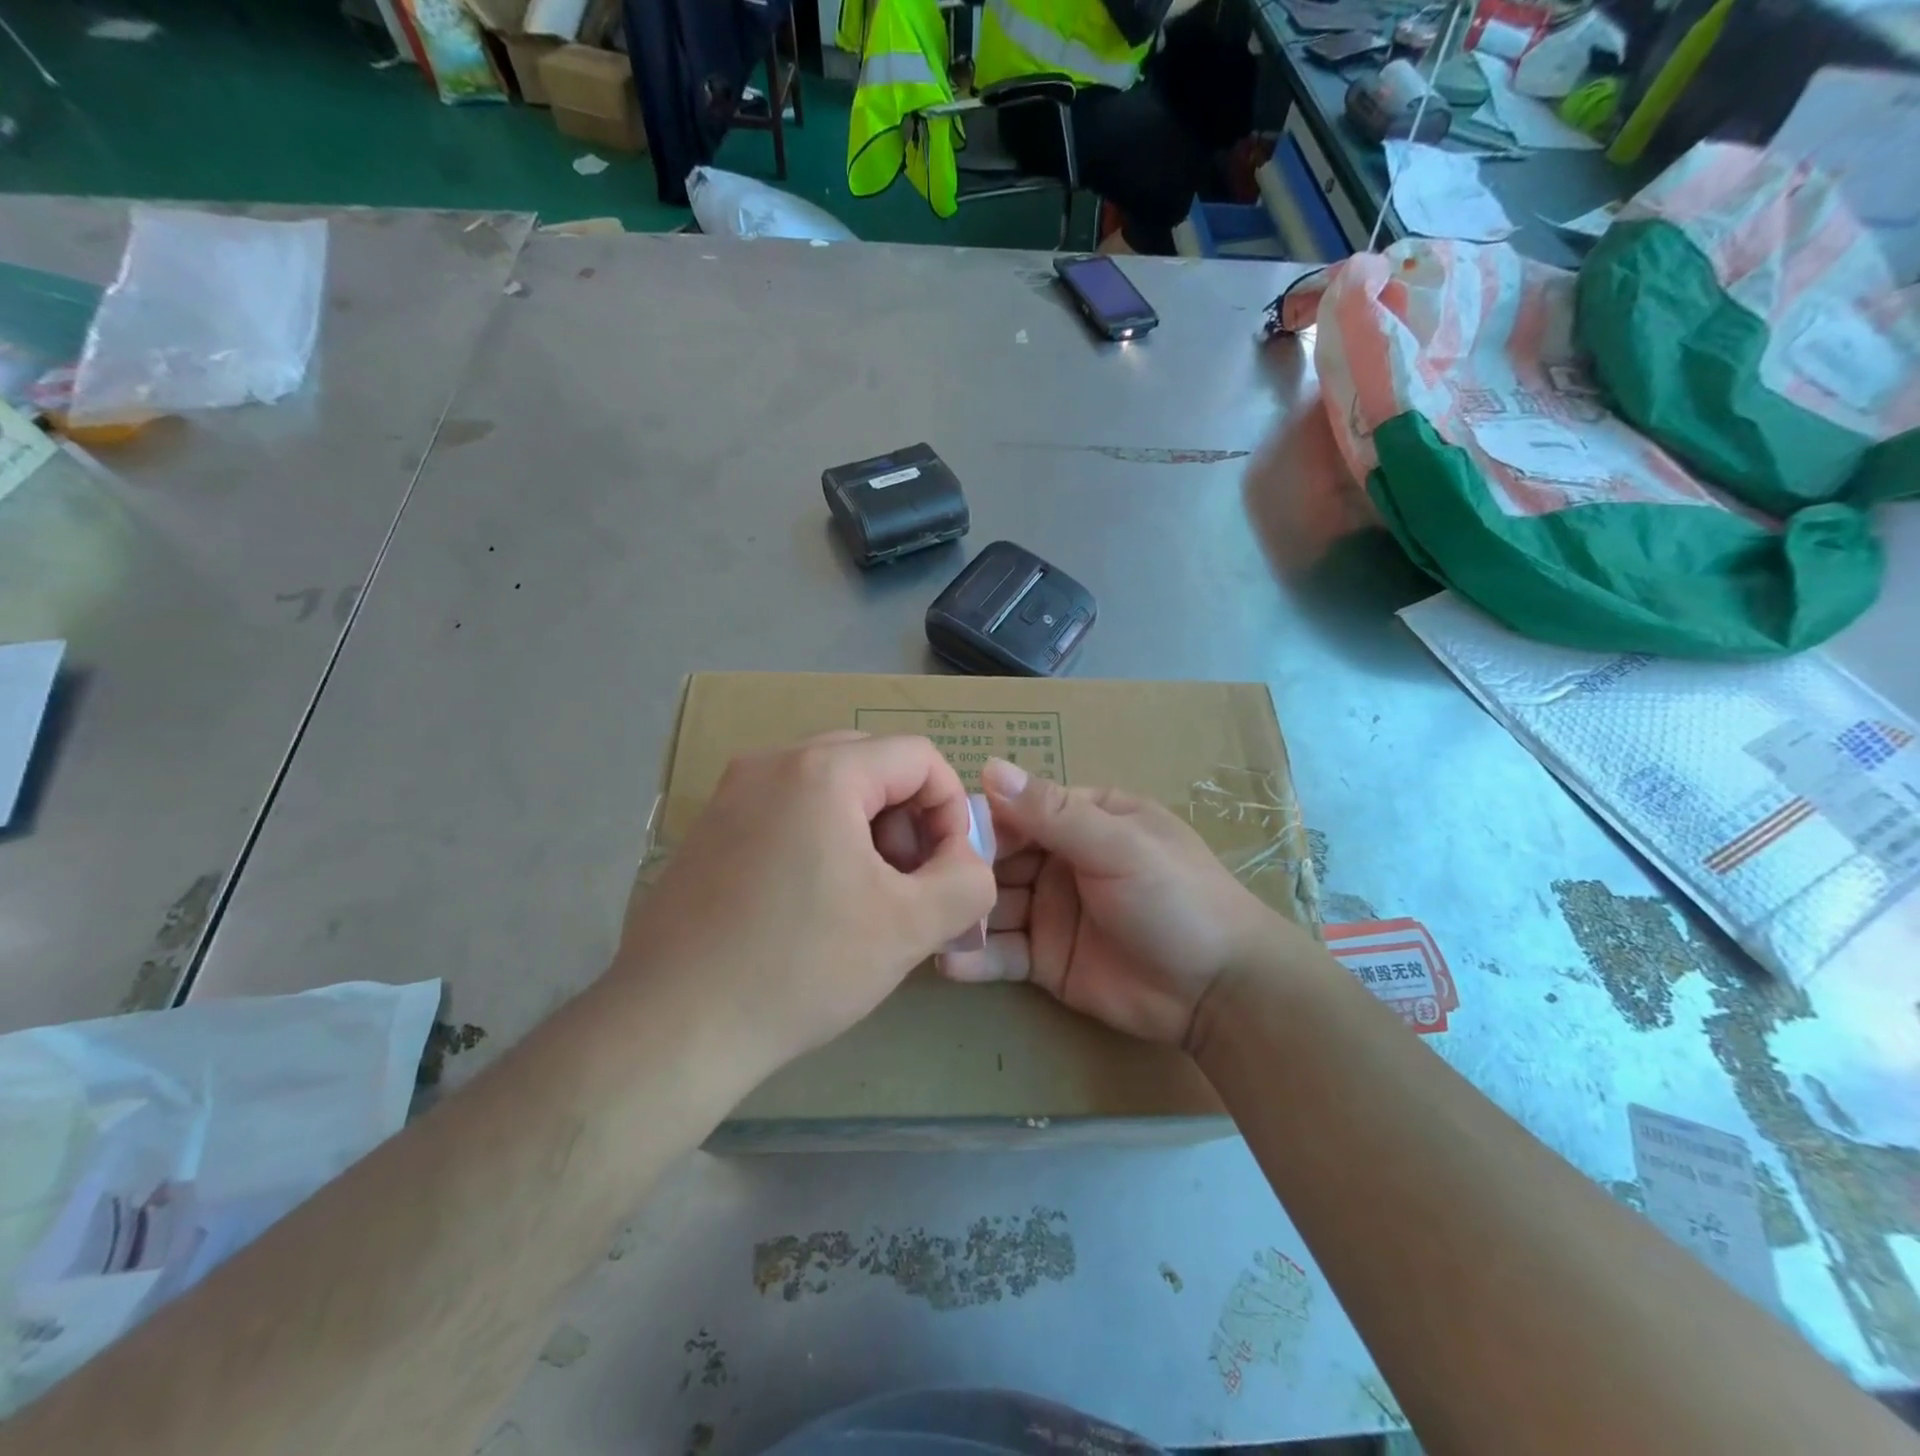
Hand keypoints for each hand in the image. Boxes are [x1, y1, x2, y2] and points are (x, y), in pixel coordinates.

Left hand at [617, 733, 996, 1077]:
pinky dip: (822, 839)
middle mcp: (771, 763)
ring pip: (829, 787)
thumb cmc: (801, 967)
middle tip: (908, 884)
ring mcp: (731, 794)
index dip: (951, 810)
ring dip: (867, 830)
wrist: (673, 1027)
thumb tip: (970, 863)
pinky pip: (787, 810)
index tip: (948, 870)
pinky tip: (815, 904)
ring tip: (866, 898)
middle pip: (873, 765)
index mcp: (821, 770)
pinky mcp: (709, 830)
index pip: (919, 757)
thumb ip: (968, 882)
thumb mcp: (910, 927)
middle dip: (908, 820)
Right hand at [940, 758, 1303, 1048]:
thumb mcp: (1118, 846)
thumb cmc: (1175, 898)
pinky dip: (975, 958)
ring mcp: (1051, 911)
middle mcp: (1061, 859)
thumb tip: (989, 767)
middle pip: (998, 858)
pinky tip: (947, 963)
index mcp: (1084, 819)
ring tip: (925, 924)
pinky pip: (1002, 954)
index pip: (1018, 810)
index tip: (935, 833)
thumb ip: (1053, 811)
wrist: (1220, 991)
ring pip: (993, 905)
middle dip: (963, 870)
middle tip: (920, 884)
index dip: (980, 821)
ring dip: (962, 913)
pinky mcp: (1045, 960)